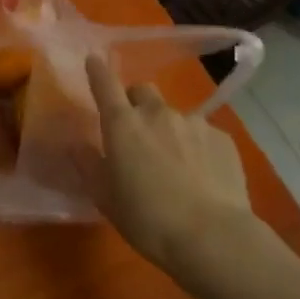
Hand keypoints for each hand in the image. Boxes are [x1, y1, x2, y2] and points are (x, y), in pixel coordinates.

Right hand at [85, 53, 256, 275]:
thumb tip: (76, 144)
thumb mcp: (105, 198)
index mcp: (123, 124)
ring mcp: (194, 123)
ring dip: (167, 129)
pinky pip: (202, 135)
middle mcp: (157, 113)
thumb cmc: (147, 219)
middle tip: (136, 132)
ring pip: (173, 115)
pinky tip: (201, 177)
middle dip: (135, 102)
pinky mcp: (223, 138)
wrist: (212, 237)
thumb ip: (89, 165)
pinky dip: (196, 148)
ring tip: (173, 164)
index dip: (98, 70)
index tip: (94, 61)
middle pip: (142, 90)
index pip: (105, 84)